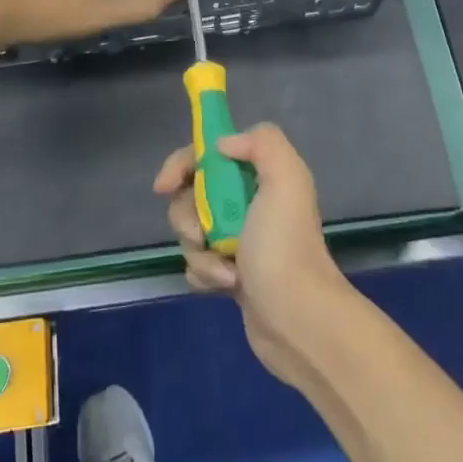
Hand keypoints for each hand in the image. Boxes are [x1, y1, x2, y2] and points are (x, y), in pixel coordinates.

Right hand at [154, 123, 355, 387]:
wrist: (298, 318)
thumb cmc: (285, 245)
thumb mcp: (286, 179)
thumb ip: (262, 143)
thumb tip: (223, 145)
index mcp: (261, 176)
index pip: (208, 155)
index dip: (182, 164)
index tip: (165, 185)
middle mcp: (249, 204)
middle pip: (191, 194)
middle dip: (187, 214)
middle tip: (201, 233)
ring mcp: (238, 241)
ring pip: (190, 231)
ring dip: (199, 250)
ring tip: (225, 270)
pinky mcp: (230, 274)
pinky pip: (196, 264)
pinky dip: (204, 273)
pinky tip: (225, 286)